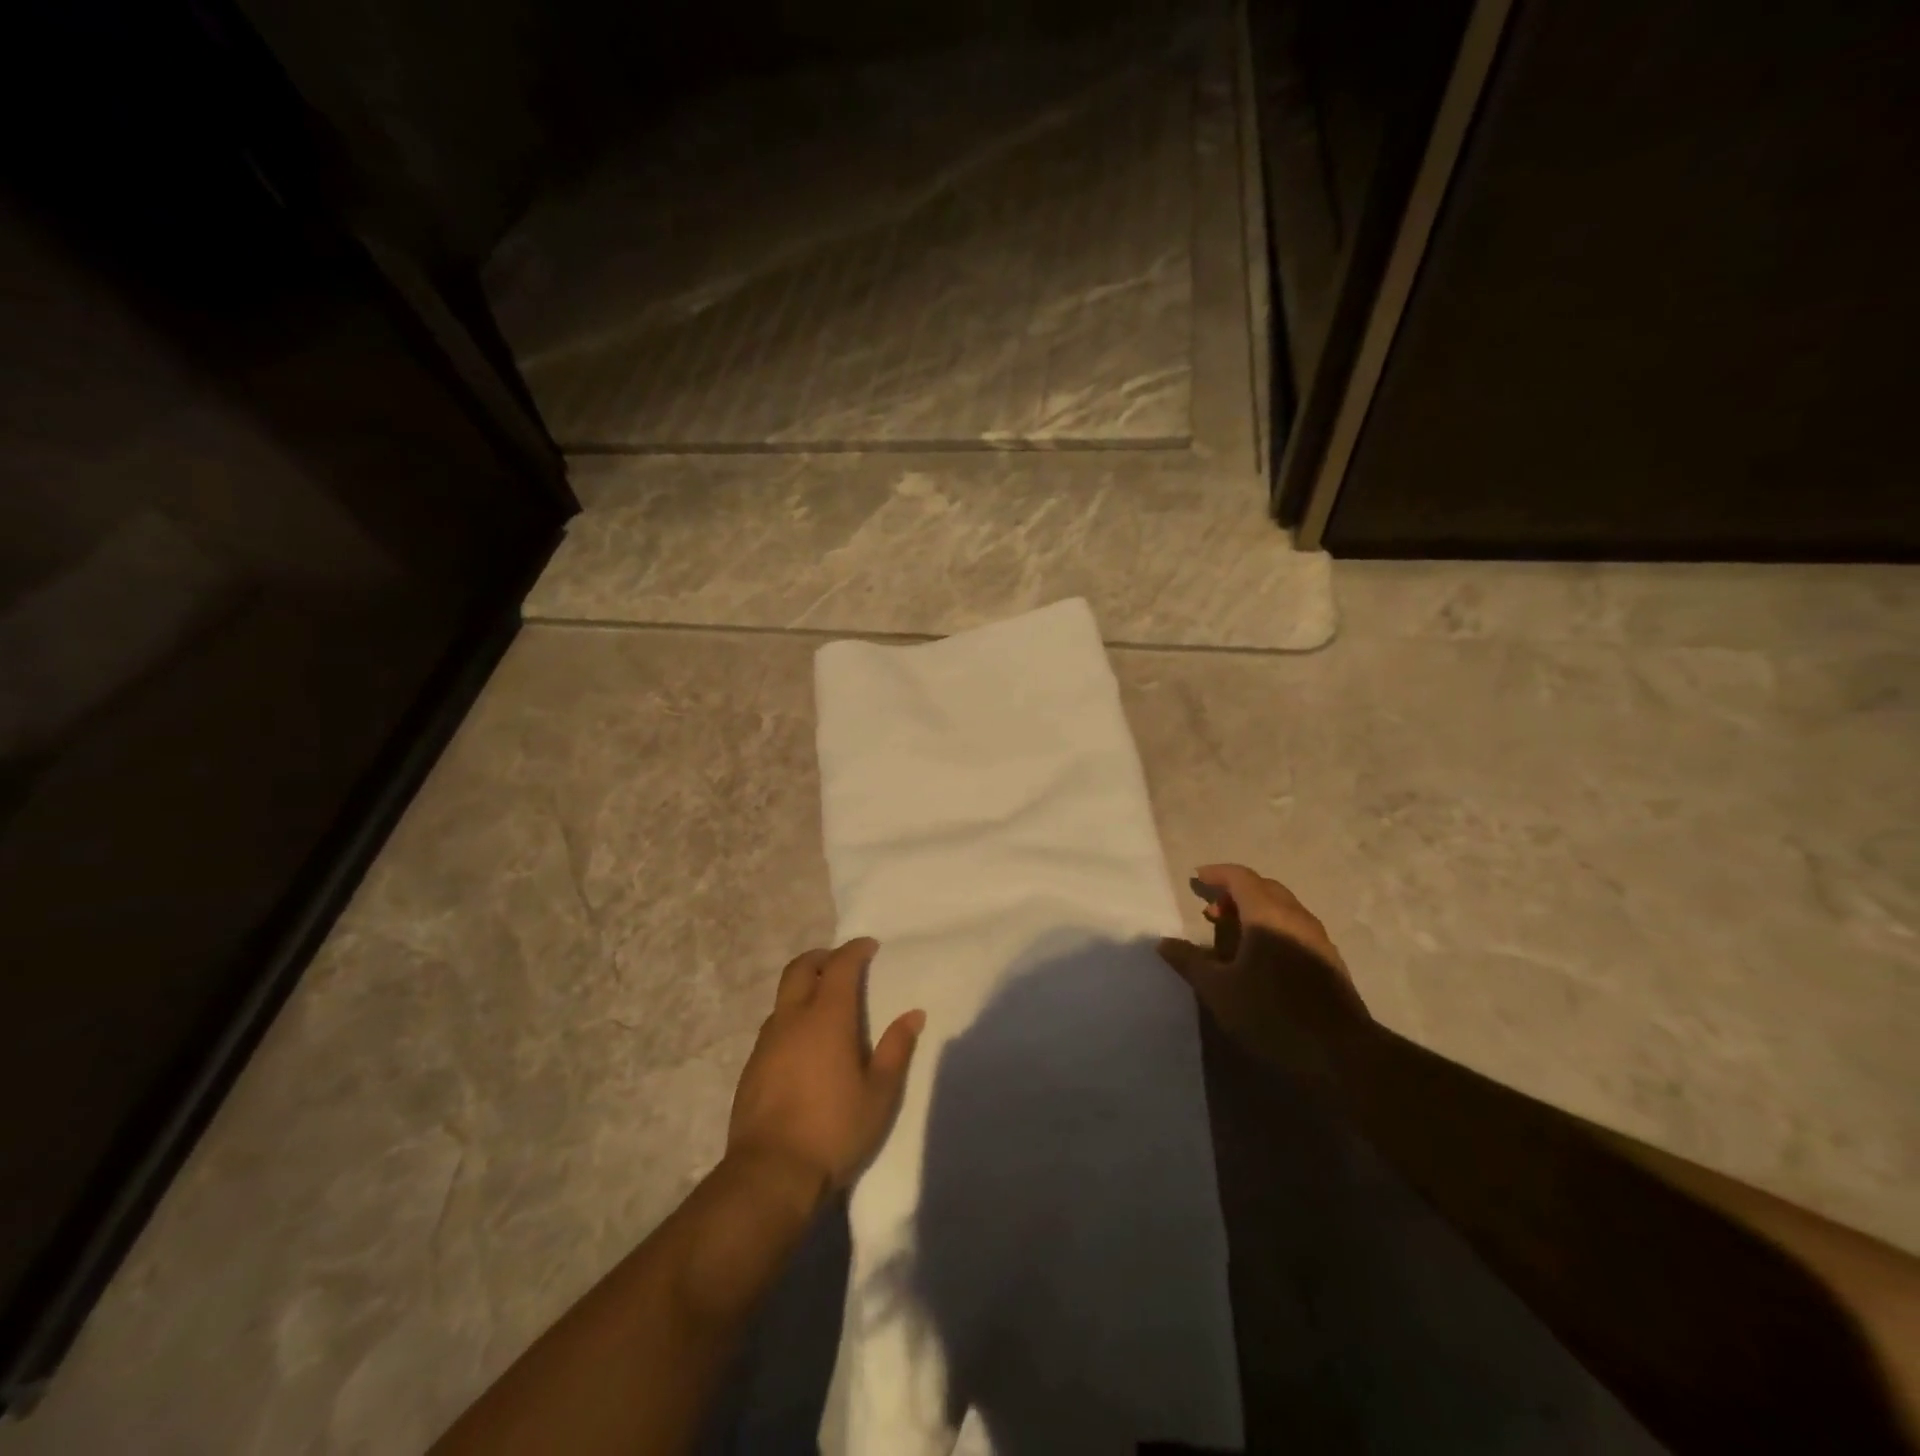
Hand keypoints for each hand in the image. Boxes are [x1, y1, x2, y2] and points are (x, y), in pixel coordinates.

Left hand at [726, 938, 924, 1201]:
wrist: (770, 1173)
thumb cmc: (834, 1129)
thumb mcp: (879, 1094)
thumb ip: (896, 1049)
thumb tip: (913, 1015)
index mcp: (827, 1017)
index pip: (840, 965)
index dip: (855, 950)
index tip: (869, 946)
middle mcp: (793, 1018)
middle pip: (801, 968)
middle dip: (822, 957)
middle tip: (841, 963)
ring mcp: (767, 1041)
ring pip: (783, 997)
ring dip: (803, 987)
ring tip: (824, 1005)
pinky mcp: (751, 1066)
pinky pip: (773, 1025)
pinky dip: (791, 1018)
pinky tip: (803, 1045)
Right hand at [1157, 863, 1371, 1078]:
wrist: (1342, 1053)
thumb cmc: (1272, 1013)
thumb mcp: (1219, 990)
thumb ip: (1190, 961)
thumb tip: (1164, 942)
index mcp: (1267, 914)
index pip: (1240, 877)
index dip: (1217, 874)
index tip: (1196, 878)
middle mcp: (1295, 916)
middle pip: (1263, 887)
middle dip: (1235, 892)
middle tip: (1211, 911)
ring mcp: (1317, 937)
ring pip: (1282, 907)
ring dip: (1254, 910)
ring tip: (1232, 935)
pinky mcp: (1329, 959)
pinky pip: (1294, 926)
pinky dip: (1272, 927)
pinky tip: (1261, 958)